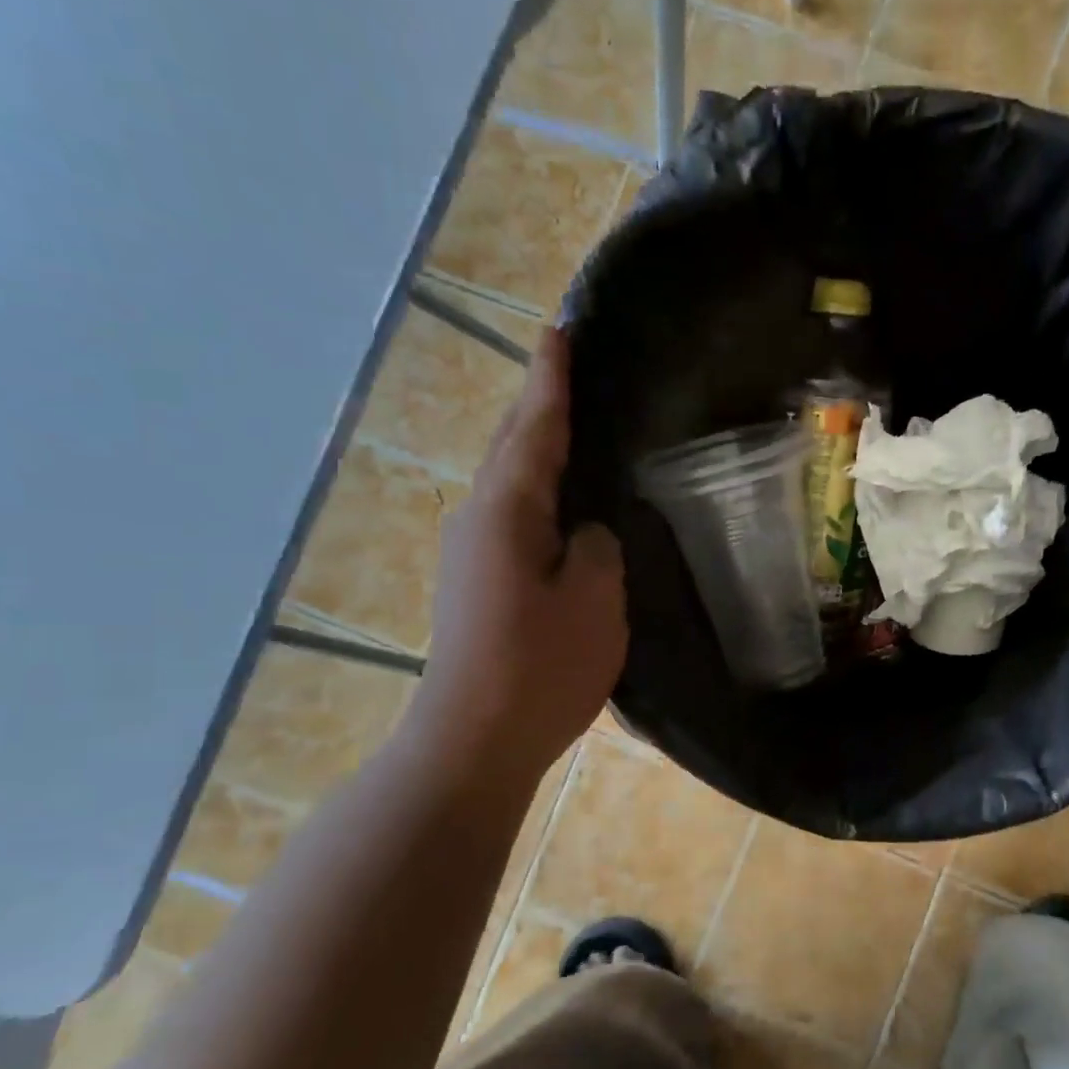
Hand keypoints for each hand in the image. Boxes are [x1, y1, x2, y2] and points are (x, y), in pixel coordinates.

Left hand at [404, 327, 626, 788]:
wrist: (475, 739)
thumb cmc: (539, 666)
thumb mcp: (593, 599)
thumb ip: (595, 546)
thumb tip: (584, 531)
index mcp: (507, 509)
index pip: (535, 426)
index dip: (551, 378)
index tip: (561, 329)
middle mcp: (480, 519)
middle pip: (514, 446)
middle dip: (539, 404)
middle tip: (571, 368)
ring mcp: (473, 553)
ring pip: (513, 484)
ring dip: (538, 450)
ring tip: (576, 428)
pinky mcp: (478, 584)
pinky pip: (514, 519)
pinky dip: (539, 495)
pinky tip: (564, 505)